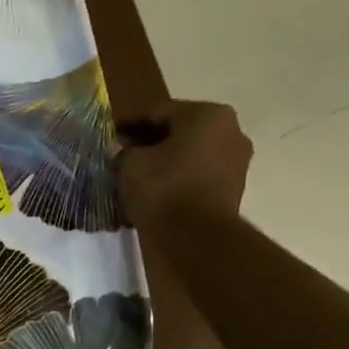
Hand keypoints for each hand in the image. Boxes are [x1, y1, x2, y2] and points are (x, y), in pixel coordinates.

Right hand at [115, 100, 252, 232]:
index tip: (111, 133)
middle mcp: (231, 130)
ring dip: (166, 161)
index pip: (159, 112)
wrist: (196, 236)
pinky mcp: (234, 188)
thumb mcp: (130, 165)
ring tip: (138, 175)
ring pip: (191, 154)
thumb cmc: (163, 188)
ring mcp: (237, 160)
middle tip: (123, 154)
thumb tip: (119, 148)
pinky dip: (179, 178)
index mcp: (207, 114)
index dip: (130, 123)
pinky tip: (157, 190)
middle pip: (180, 131)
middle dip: (151, 142)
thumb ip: (123, 151)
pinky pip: (199, 174)